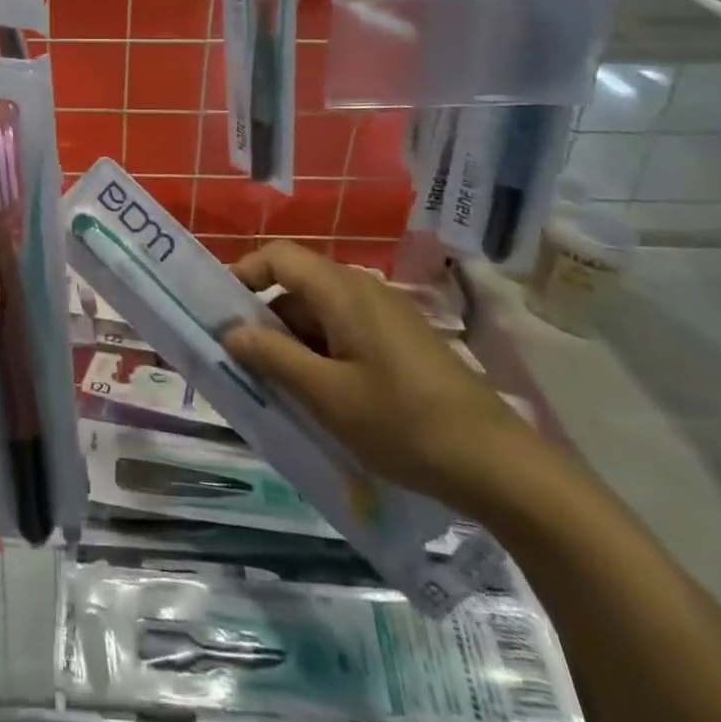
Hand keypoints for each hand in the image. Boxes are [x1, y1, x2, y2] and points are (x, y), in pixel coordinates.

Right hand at [223, 242, 539, 517]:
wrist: (501, 465)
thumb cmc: (404, 424)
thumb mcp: (327, 396)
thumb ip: (273, 357)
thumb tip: (231, 331)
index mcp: (342, 290)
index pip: (278, 256)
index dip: (244, 274)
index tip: (220, 311)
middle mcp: (364, 289)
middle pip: (298, 284)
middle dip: (266, 318)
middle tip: (244, 360)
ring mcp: (388, 314)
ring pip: (322, 311)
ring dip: (294, 340)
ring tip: (279, 385)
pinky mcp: (404, 340)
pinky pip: (347, 330)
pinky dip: (323, 351)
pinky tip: (324, 395)